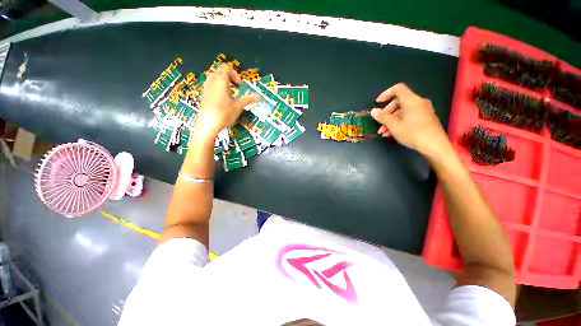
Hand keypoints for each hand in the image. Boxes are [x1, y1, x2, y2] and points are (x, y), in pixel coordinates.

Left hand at [194, 64, 258, 137]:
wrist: (208, 124)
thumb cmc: (225, 114)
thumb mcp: (238, 106)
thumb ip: (248, 99)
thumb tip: (259, 97)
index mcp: (221, 81)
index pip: (227, 69)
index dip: (235, 75)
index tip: (240, 86)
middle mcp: (212, 81)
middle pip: (220, 71)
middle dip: (229, 77)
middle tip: (236, 88)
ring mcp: (206, 87)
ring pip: (214, 78)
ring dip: (223, 82)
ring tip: (230, 94)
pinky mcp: (204, 94)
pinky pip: (211, 85)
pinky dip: (218, 87)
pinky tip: (222, 100)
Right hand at [370, 83, 450, 158]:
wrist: (435, 146)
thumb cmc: (413, 133)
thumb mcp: (394, 126)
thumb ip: (383, 117)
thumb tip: (374, 111)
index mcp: (411, 100)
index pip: (398, 89)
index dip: (386, 93)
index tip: (377, 103)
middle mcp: (418, 103)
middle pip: (398, 102)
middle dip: (386, 113)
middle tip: (379, 123)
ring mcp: (422, 111)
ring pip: (402, 111)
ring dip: (390, 120)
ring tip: (383, 132)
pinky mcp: (425, 119)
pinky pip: (408, 116)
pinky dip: (398, 122)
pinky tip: (391, 133)